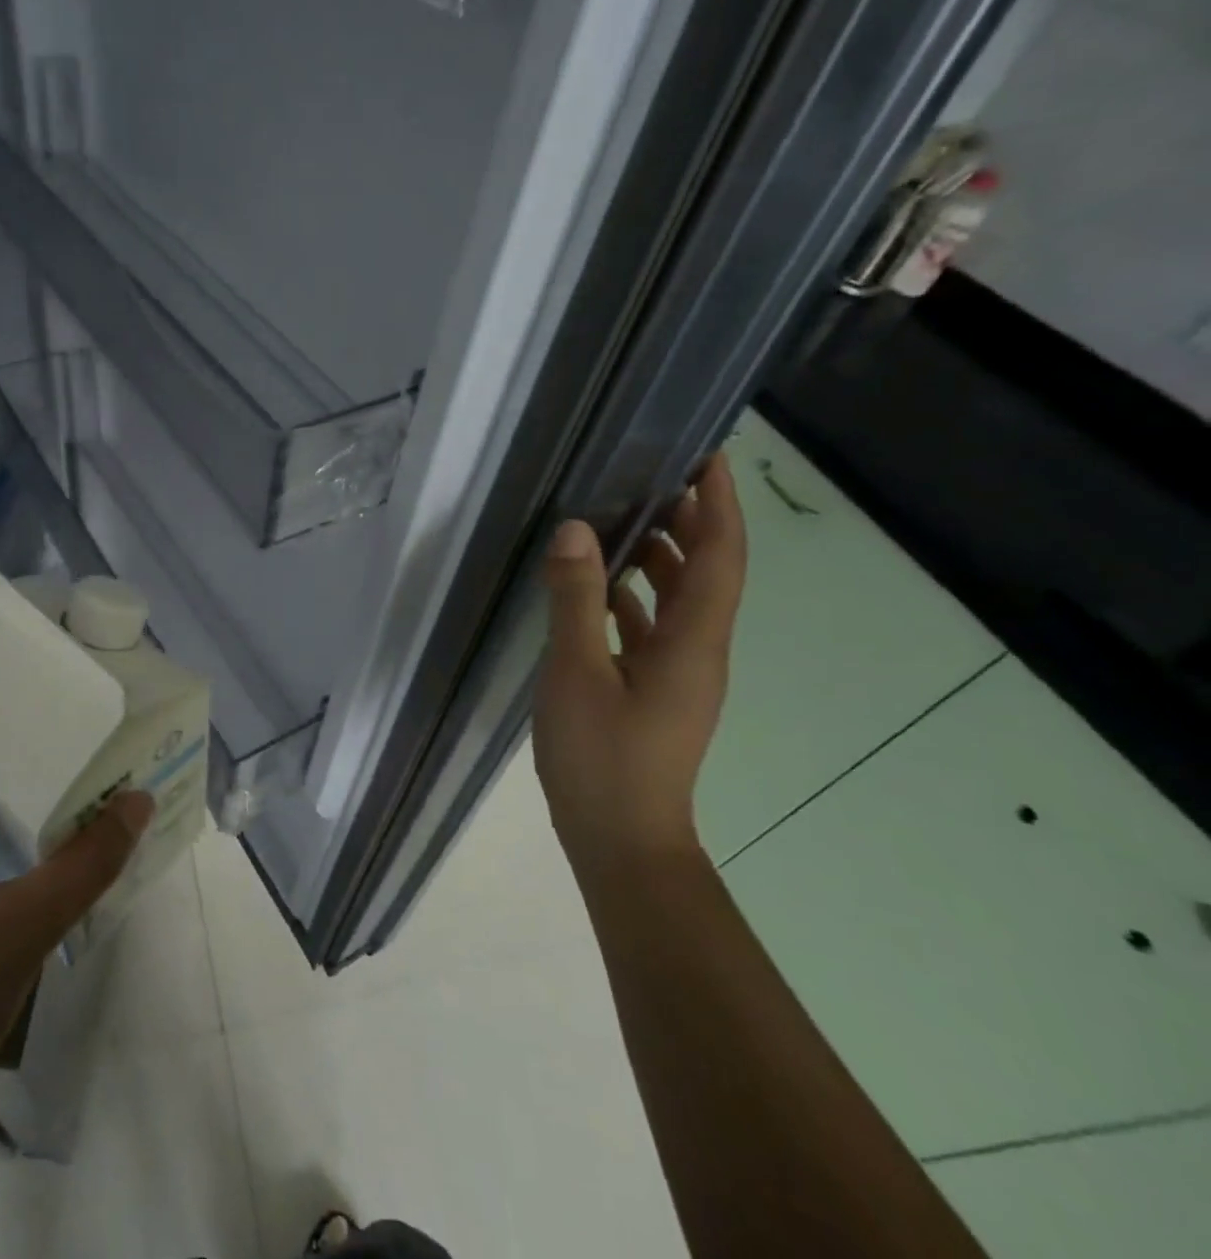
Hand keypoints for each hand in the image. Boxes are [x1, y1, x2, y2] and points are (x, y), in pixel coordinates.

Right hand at [532, 452, 745, 866]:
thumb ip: (576, 600)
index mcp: (693, 643)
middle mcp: (698, 652)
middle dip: (690, 521)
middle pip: (706, 573)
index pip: (719, 558)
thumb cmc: (603, 758)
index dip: (719, 505)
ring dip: (661, 558)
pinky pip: (653, 628)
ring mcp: (678, 675)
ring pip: (679, 601)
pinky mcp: (655, 692)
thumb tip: (577, 530)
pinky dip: (634, 598)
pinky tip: (598, 590)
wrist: (622, 840)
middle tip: (654, 476)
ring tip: (624, 520)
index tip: (708, 457)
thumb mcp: (577, 673)